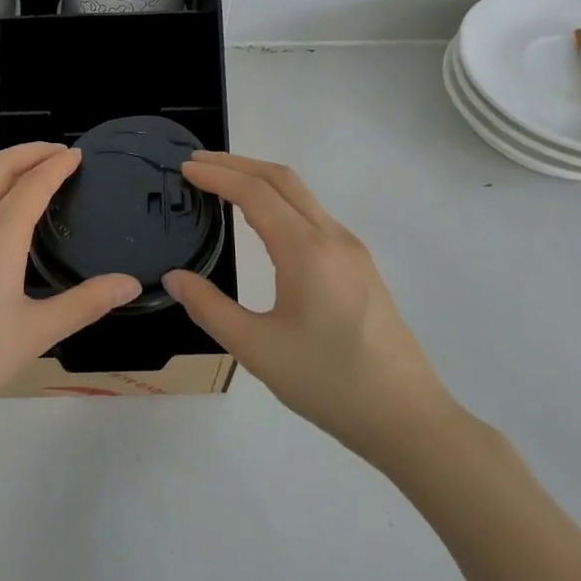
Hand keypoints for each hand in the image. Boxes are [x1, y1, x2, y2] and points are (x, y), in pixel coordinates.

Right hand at [162, 151, 458, 461]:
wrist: (406, 417)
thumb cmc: (328, 383)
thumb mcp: (256, 349)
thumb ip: (209, 308)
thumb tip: (173, 278)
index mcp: (307, 251)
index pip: (255, 194)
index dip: (217, 176)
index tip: (184, 169)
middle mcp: (333, 238)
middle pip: (283, 180)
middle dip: (238, 164)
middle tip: (197, 163)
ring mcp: (353, 251)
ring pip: (303, 196)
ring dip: (261, 180)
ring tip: (223, 185)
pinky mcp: (361, 267)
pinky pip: (315, 216)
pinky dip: (281, 202)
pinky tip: (264, 221)